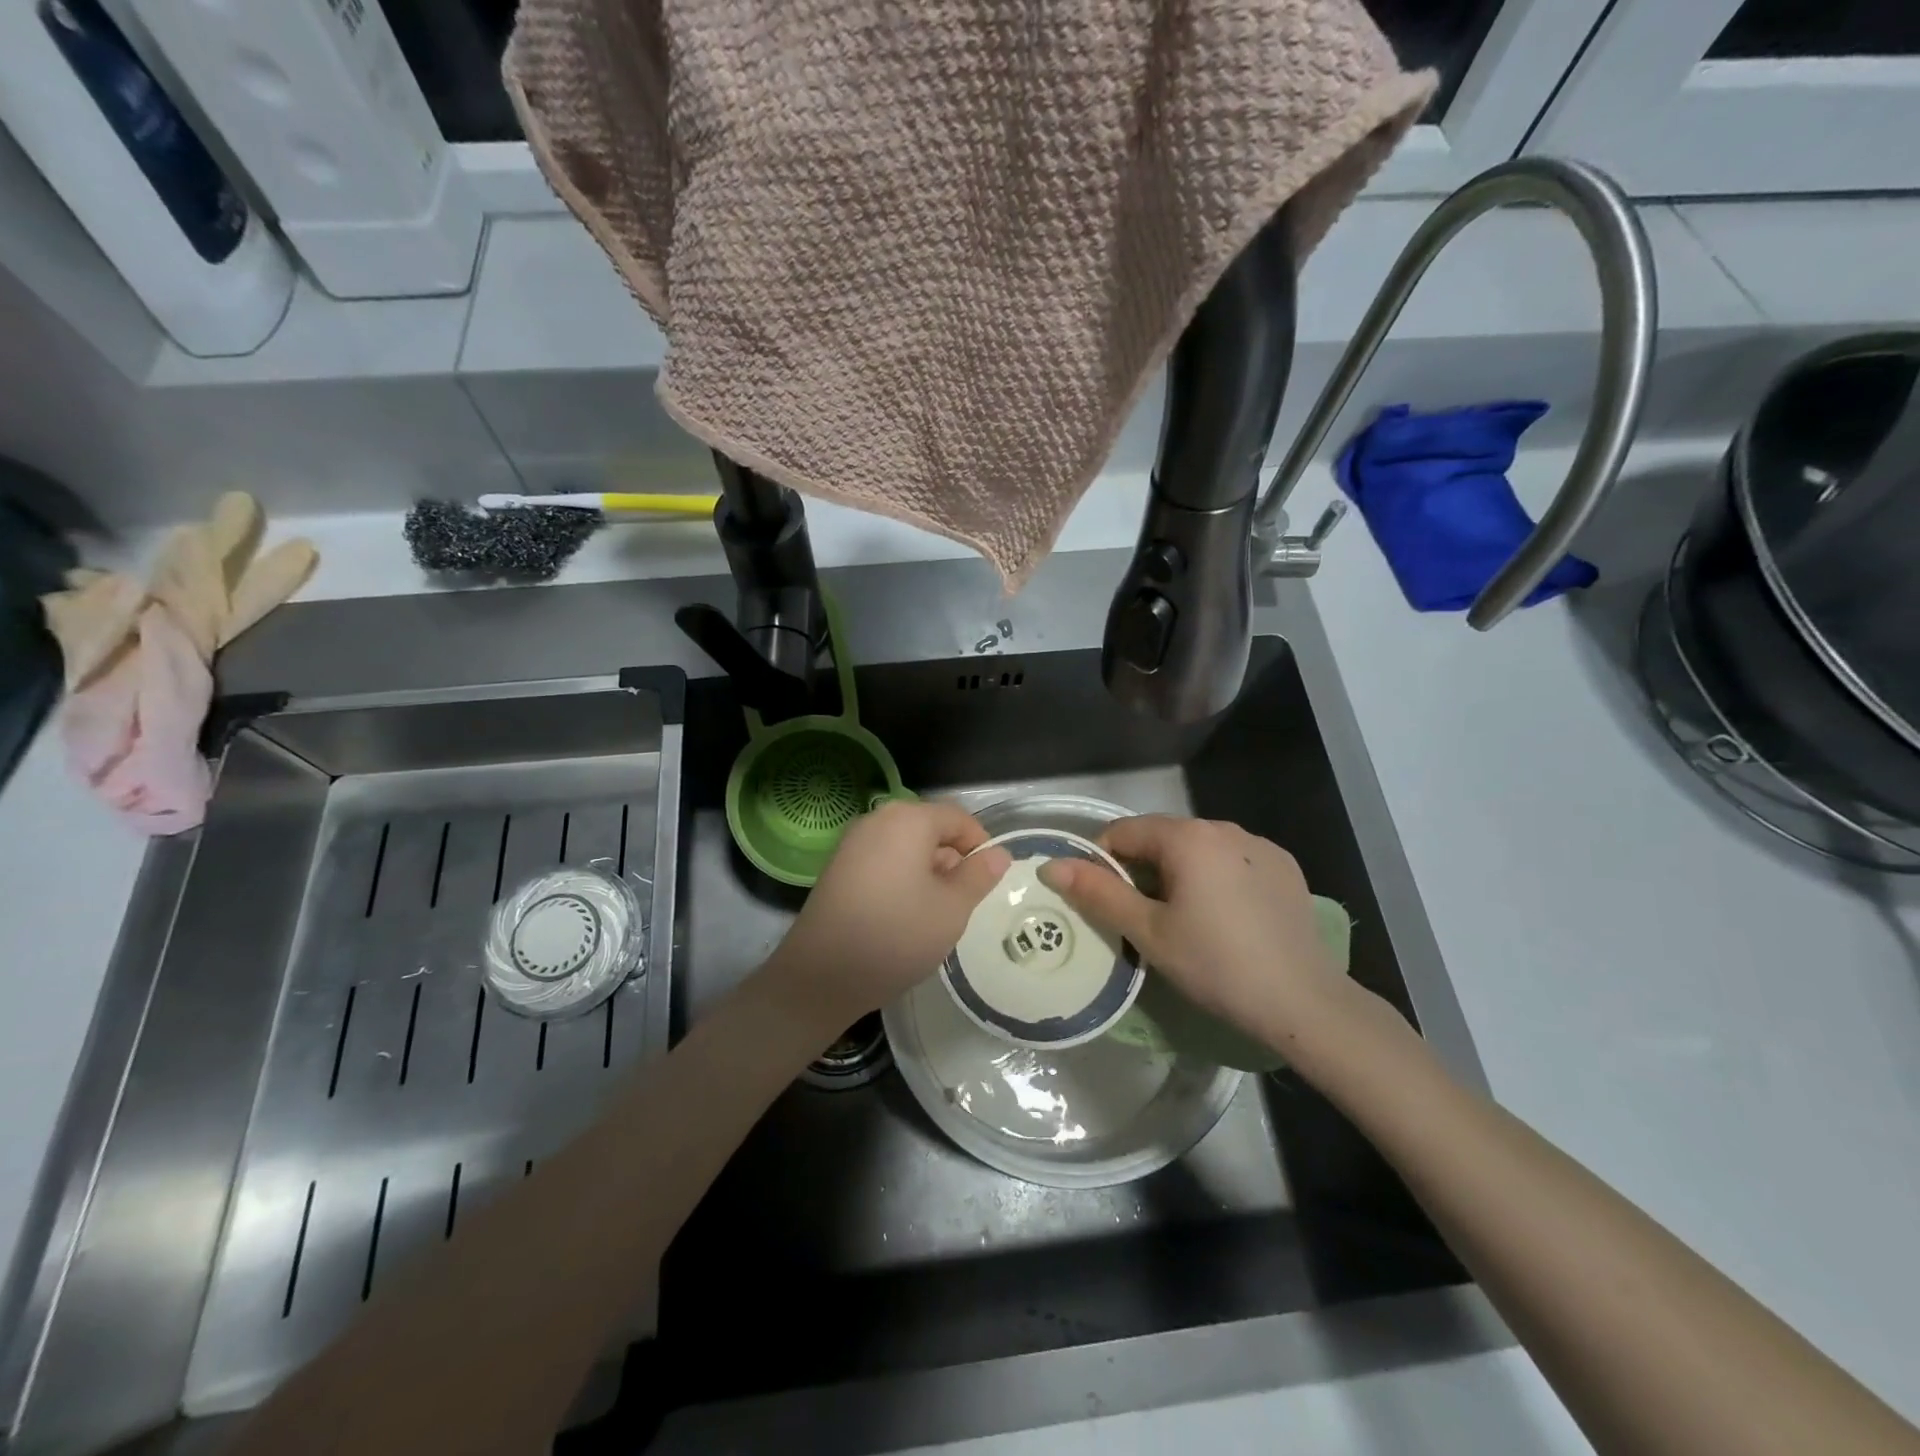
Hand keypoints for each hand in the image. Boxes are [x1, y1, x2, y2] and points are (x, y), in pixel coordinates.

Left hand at [769, 800, 1010, 1029]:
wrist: (822, 975)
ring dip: (927, 870)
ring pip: (905, 846)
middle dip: (952, 859)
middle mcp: (877, 820)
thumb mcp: (953, 908)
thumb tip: (998, 853)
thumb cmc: (898, 934)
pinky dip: (901, 877)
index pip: (958, 818)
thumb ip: (979, 875)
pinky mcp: (837, 867)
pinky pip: (882, 860)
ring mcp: (852, 843)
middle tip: (963, 901)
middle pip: (929, 828)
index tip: (989, 879)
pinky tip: (903, 914)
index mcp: (908, 819)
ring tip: (934, 912)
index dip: (980, 844)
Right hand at [1040, 816, 1347, 1049]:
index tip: (1102, 901)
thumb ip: (1098, 893)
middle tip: (1140, 918)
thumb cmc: (1215, 965)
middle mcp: (1224, 827)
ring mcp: (1260, 845)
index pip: (1123, 831)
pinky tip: (1225, 918)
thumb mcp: (1148, 931)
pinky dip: (1216, 878)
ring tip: (1182, 920)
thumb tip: (1051, 865)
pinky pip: (1232, 861)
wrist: (1304, 1002)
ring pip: (1198, 849)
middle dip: (1142, 869)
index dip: (1101, 862)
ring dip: (1179, 873)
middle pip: (1162, 837)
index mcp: (1187, 837)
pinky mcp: (1285, 867)